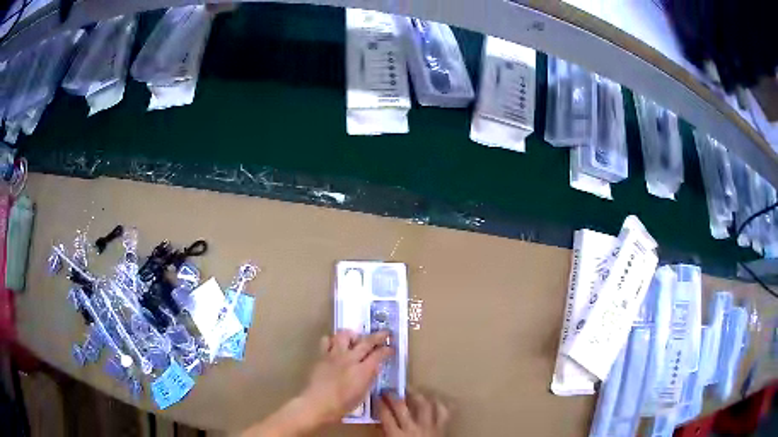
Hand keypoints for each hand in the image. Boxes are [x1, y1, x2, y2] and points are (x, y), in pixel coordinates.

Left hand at [299, 329, 393, 424]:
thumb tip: (374, 367)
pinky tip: (336, 346)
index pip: (379, 354)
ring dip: (353, 335)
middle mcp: (350, 359)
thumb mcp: (362, 394)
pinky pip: (327, 340)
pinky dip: (333, 340)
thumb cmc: (342, 405)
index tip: (391, 348)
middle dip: (378, 336)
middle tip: (385, 333)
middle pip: (366, 341)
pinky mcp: (321, 355)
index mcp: (362, 371)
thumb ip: (369, 378)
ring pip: (345, 334)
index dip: (387, 350)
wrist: (317, 403)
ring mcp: (334, 355)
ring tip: (355, 339)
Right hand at [378, 390, 449, 436]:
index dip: (380, 404)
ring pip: (424, 405)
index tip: (377, 396)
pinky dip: (441, 405)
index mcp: (397, 435)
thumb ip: (386, 433)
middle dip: (393, 396)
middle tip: (389, 390)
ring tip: (411, 390)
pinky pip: (444, 413)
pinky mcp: (443, 428)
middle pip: (401, 407)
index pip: (385, 415)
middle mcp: (412, 428)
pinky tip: (436, 400)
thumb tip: (380, 423)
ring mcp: (429, 427)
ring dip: (417, 395)